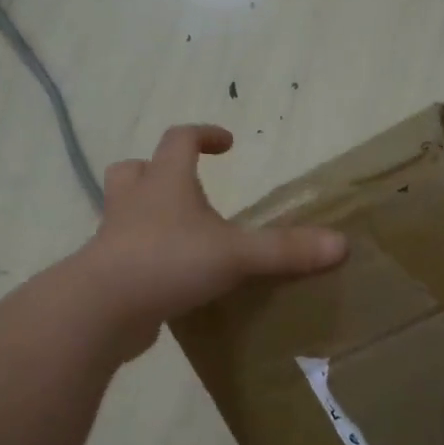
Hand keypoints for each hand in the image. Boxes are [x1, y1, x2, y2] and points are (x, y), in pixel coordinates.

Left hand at [76, 125, 346, 359]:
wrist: (102, 309)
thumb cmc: (169, 262)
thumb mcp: (236, 254)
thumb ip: (286, 250)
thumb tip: (341, 244)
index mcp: (165, 183)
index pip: (180, 139)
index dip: (203, 135)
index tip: (227, 143)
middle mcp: (135, 202)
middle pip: (135, 170)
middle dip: (158, 171)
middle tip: (188, 188)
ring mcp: (114, 238)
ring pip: (124, 212)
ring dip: (148, 214)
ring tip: (180, 234)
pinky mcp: (109, 273)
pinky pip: (125, 254)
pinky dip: (145, 257)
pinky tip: (170, 278)